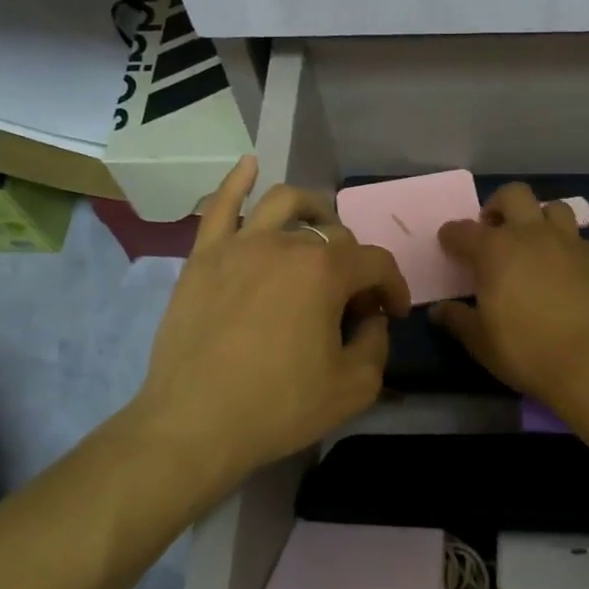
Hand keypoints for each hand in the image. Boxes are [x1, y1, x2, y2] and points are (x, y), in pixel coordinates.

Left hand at [132, 156, 408, 483]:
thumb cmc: (279, 406)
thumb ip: (376, 344)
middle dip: (355, 264)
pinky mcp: (203, 256)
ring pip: (283, 203)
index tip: (392, 314)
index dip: (394, 288)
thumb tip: (370, 319)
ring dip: (312, 210)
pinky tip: (249, 165)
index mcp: (326, 271)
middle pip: (334, 236)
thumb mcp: (353, 388)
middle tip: (351, 300)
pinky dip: (237, 181)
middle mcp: (286, 243)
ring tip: (318, 228)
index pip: (377, 264)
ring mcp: (239, 244)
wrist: (195, 423)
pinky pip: (221, 206)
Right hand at [434, 182, 588, 411]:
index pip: (463, 231)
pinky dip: (565, 246)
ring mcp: (569, 242)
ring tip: (533, 244)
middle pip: (513, 195)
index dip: (452, 235)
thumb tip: (439, 311)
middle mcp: (531, 235)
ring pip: (553, 207)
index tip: (449, 244)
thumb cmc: (528, 351)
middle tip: (494, 231)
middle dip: (498, 206)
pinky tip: (565, 271)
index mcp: (494, 251)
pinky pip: (578, 238)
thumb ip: (458, 320)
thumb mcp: (481, 342)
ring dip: (538, 218)